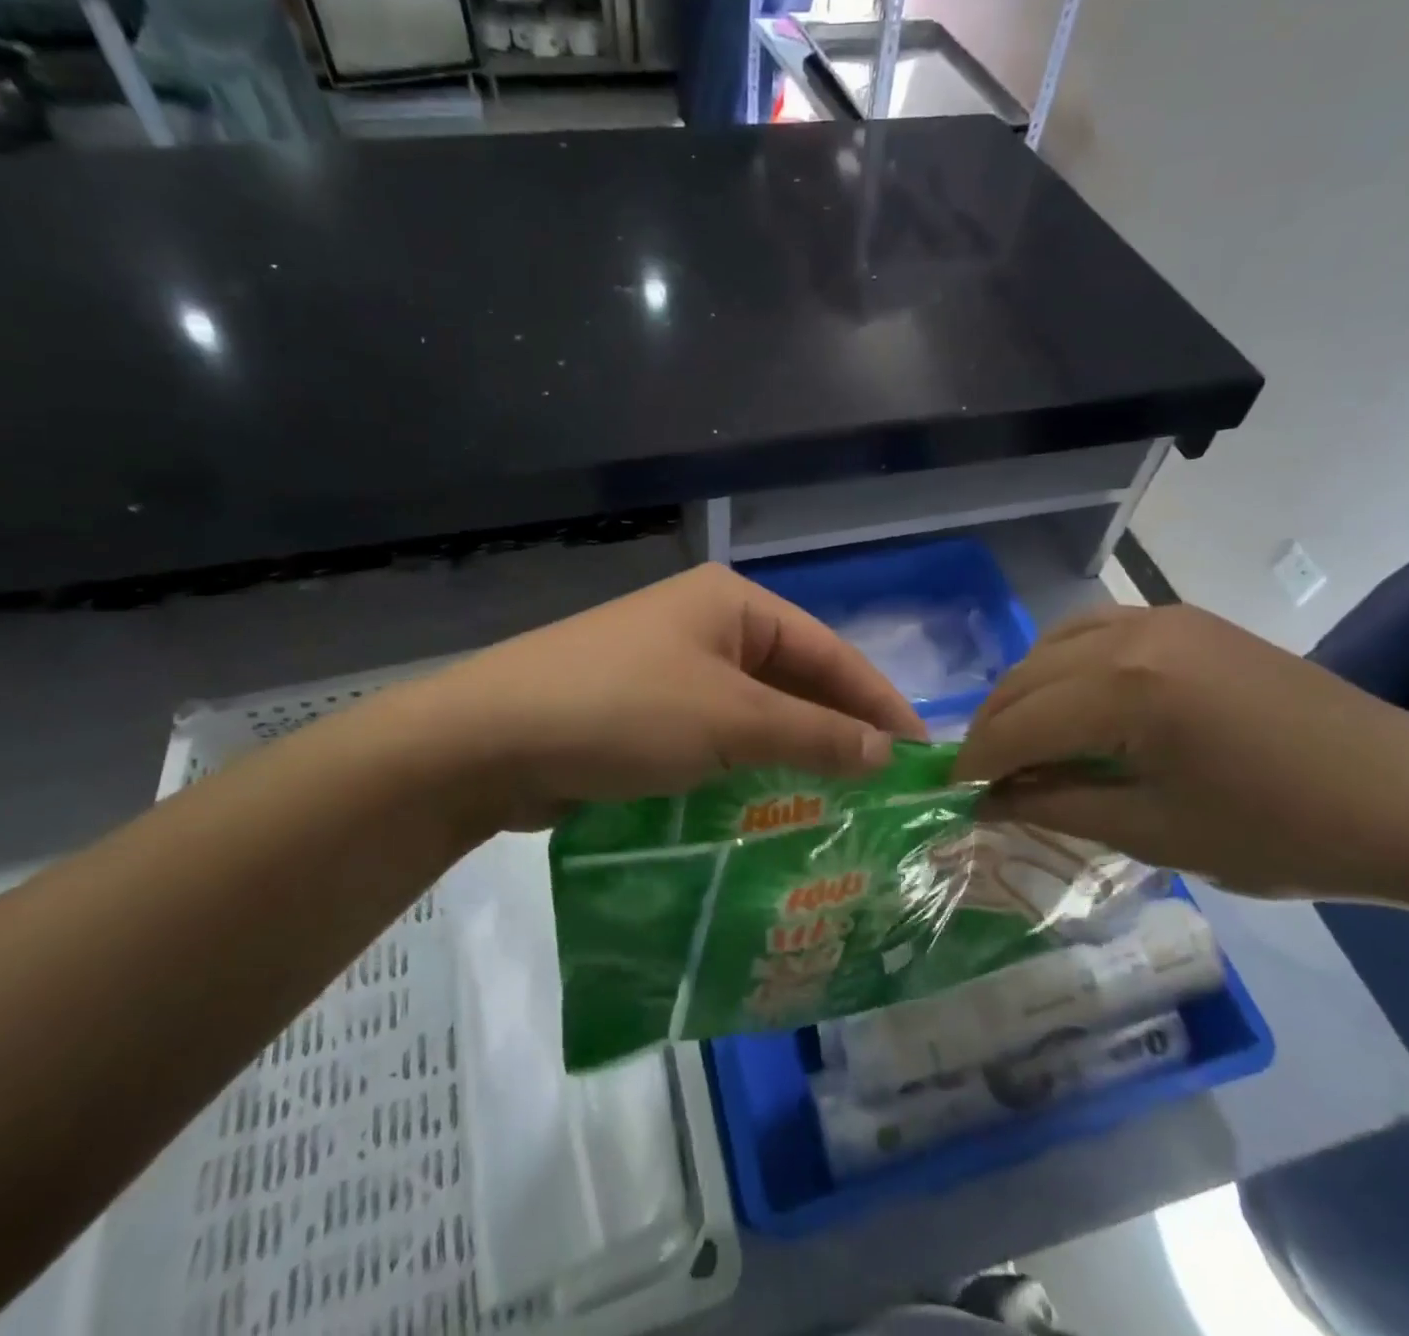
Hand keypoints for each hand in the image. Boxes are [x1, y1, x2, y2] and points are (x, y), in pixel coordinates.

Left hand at [383, 564, 926, 828]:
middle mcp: (706, 625)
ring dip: (793, 753)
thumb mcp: (730, 721)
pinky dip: (747, 766)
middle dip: (837, 731)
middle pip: (794, 679)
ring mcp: (671, 667)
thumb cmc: (622, 711)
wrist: (486, 740)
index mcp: (733, 603)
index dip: (879, 702)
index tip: (921, 755)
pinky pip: (716, 735)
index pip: (829, 651)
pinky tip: (772, 804)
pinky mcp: (643, 710)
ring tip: (842, 804)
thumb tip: (886, 753)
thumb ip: (815, 735)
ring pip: (755, 712)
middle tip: (884, 790)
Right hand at [952, 604, 1408, 899]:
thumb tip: (989, 801)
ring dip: (1022, 693)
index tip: (952, 792)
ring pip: (1051, 647)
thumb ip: (1057, 807)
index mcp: (1125, 691)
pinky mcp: (1182, 618)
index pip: (1018, 725)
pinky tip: (1066, 698)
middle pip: (1025, 679)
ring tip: (1018, 741)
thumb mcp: (1154, 831)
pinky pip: (1091, 630)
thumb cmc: (1281, 832)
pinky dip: (1061, 664)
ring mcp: (1157, 617)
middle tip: (981, 776)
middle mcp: (1129, 635)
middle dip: (993, 729)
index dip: (978, 762)